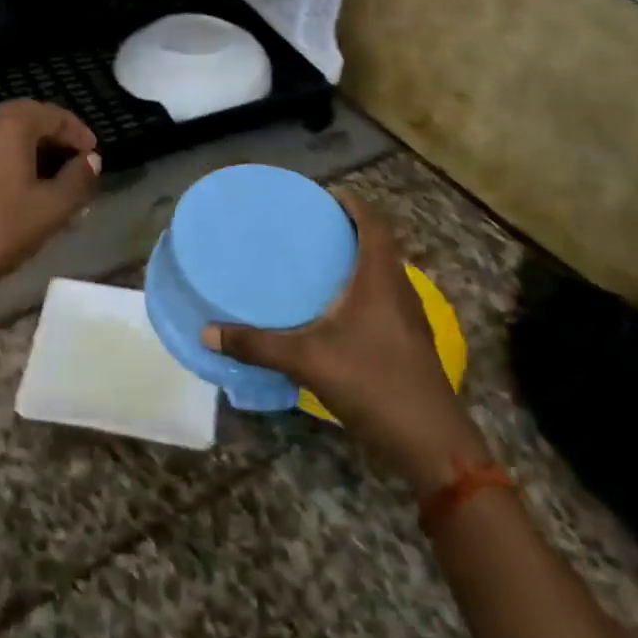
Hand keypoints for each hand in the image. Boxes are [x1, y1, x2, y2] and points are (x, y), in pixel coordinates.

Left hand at [0, 100, 100, 304]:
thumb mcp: (50, 210)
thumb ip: (77, 180)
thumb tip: (91, 160)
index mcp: (9, 126)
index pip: (52, 114)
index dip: (77, 132)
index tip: (93, 154)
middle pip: (26, 116)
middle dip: (53, 134)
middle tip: (73, 159)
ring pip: (3, 132)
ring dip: (30, 145)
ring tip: (49, 173)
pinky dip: (7, 156)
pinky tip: (16, 184)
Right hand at [204, 191, 488, 496]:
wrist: (430, 441)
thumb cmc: (372, 383)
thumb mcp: (307, 360)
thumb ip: (257, 345)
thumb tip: (208, 332)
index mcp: (381, 279)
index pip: (374, 223)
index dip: (353, 203)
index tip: (325, 195)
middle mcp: (399, 290)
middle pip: (380, 245)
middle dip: (349, 230)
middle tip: (311, 228)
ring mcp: (408, 318)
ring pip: (383, 274)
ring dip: (357, 262)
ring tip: (318, 264)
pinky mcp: (408, 342)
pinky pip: (384, 299)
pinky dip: (361, 291)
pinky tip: (334, 313)